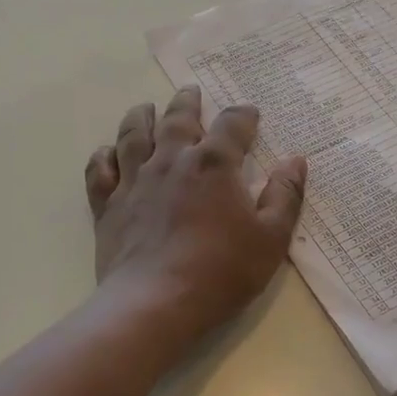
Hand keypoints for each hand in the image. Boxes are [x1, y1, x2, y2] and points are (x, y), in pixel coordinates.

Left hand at [84, 86, 307, 343]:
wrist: (154, 303)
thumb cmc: (221, 272)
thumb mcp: (270, 239)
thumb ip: (285, 197)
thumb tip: (296, 161)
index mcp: (213, 164)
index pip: (232, 125)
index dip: (243, 116)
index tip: (249, 113)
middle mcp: (171, 160)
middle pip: (178, 118)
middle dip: (187, 102)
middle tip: (191, 92)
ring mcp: (135, 180)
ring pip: (134, 135)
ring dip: (141, 117)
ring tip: (146, 108)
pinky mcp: (108, 205)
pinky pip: (100, 170)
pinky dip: (104, 156)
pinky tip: (108, 152)